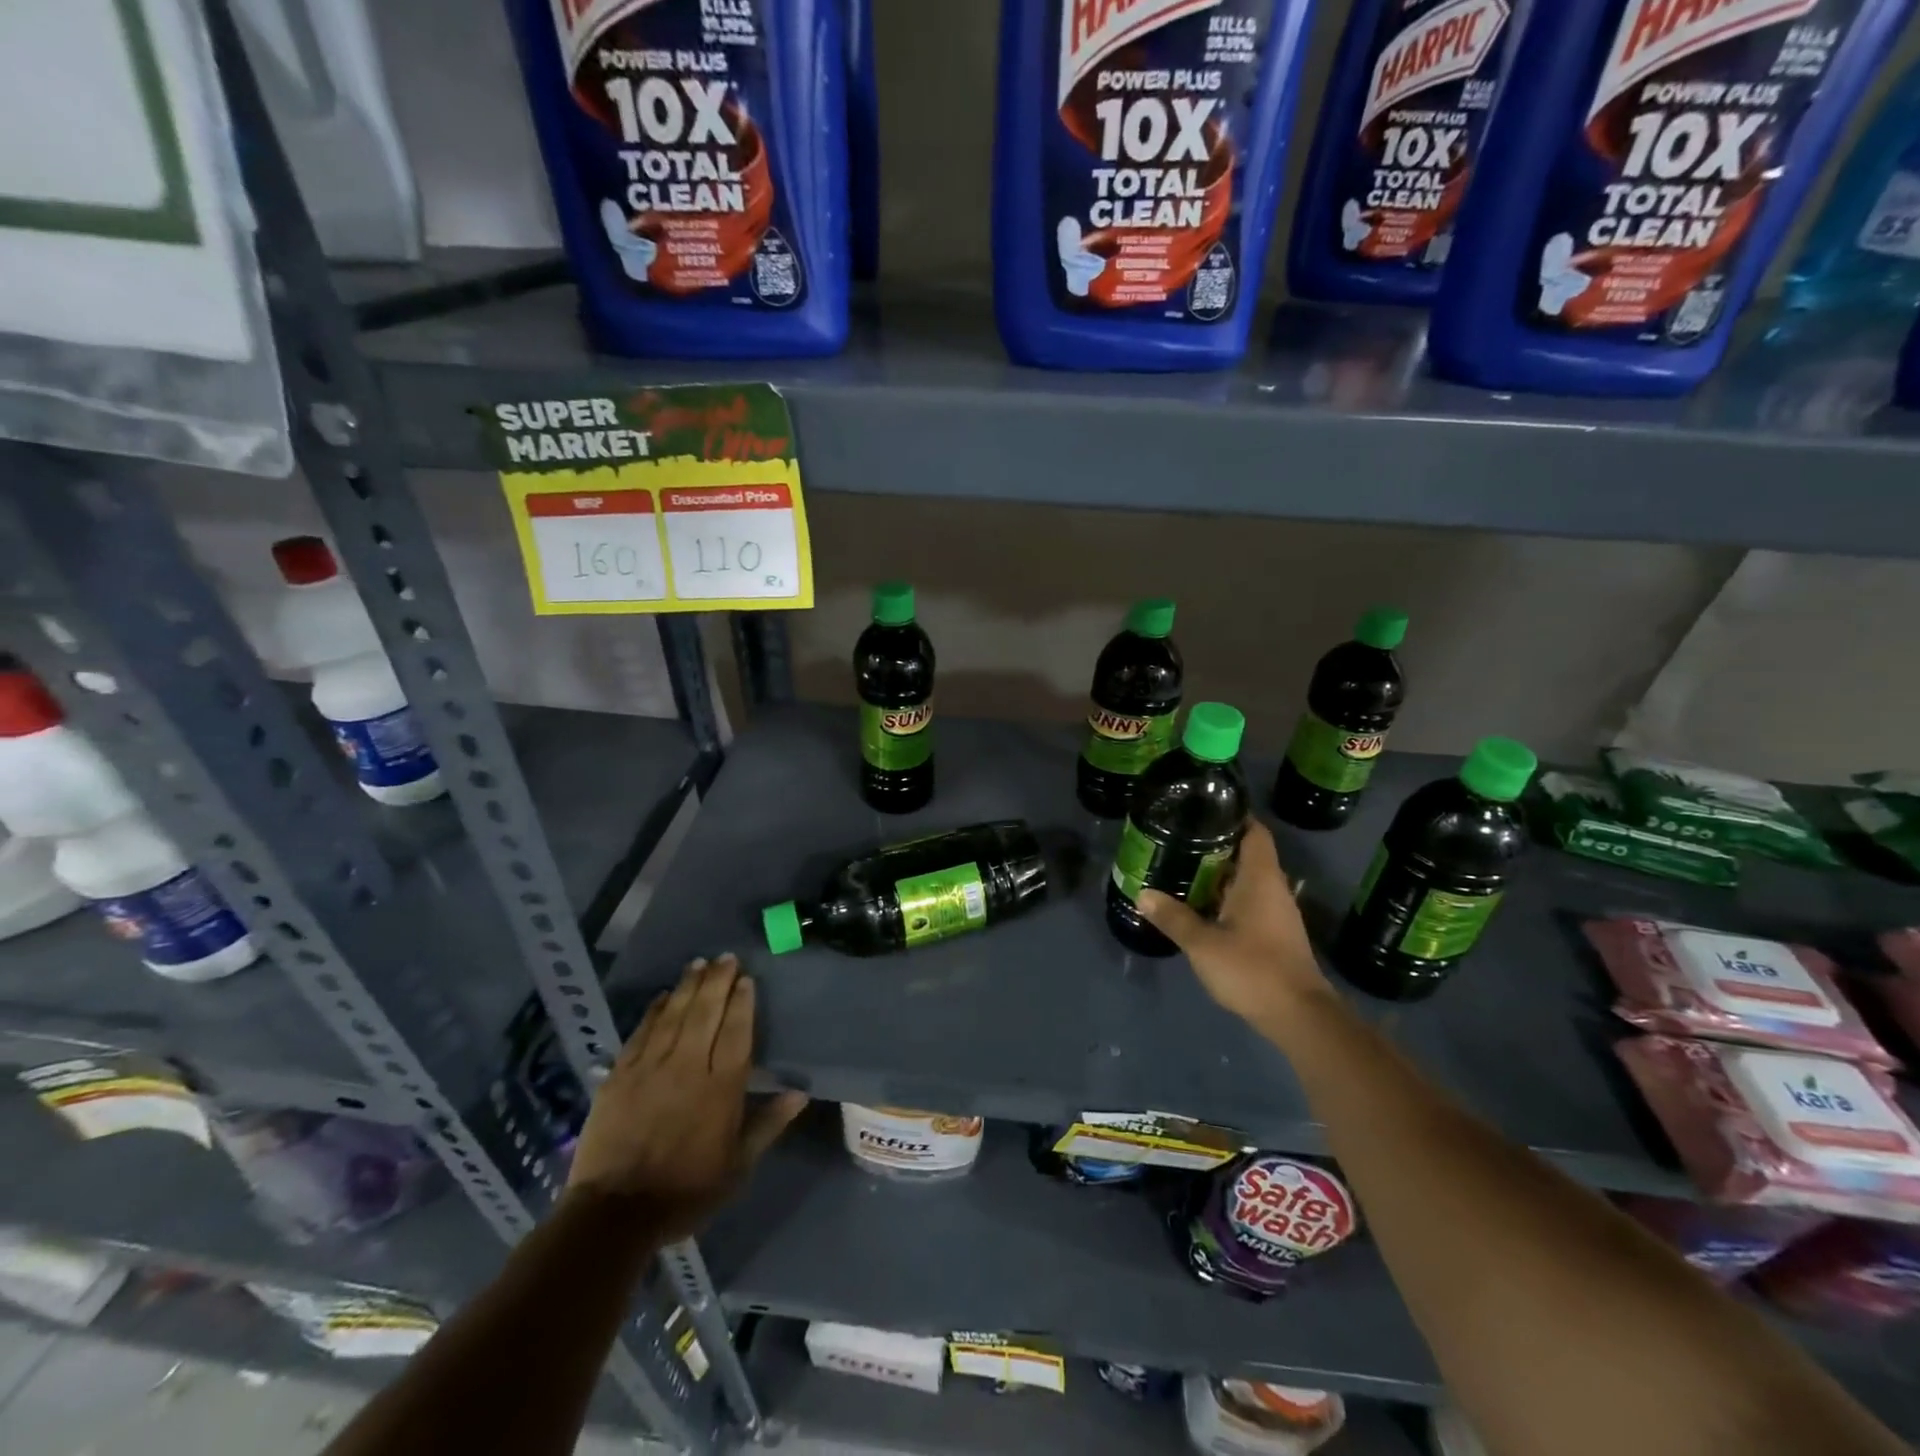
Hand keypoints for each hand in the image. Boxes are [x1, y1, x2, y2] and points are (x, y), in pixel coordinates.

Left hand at [565, 955, 806, 1238]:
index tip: (746, 979)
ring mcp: (651, 1067)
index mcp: (721, 1087)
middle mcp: (689, 1066)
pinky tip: (662, 996)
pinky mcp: (620, 1076)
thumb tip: (800, 1093)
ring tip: (699, 964)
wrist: (615, 1215)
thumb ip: (768, 1125)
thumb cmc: (686, 1191)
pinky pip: (641, 1032)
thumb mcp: (738, 1166)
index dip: (742, 1002)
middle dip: (718, 981)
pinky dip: (653, 1010)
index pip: (737, 1031)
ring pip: (673, 1014)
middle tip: (726, 958)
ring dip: (688, 986)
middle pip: (706, 1012)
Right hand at [1137, 819, 1329, 1033]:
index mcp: (1260, 878)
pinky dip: (1226, 896)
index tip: (1203, 808)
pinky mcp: (1274, 933)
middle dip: (1216, 845)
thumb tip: (1142, 894)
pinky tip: (1200, 904)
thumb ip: (1173, 917)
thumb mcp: (1203, 944)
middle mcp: (1273, 888)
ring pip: (1246, 880)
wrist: (1298, 1016)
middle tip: (1179, 838)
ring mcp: (1276, 912)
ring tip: (1182, 867)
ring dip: (1219, 873)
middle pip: (1247, 853)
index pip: (1254, 831)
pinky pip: (1248, 901)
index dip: (1234, 815)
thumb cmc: (1252, 969)